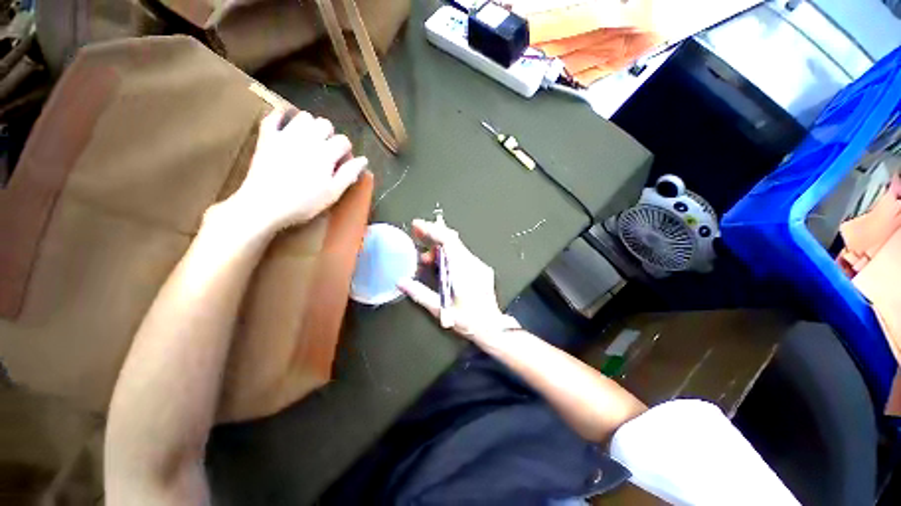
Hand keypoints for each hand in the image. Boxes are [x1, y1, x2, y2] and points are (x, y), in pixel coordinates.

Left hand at [213, 109, 367, 237]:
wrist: (264, 205)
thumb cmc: (304, 203)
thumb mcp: (333, 193)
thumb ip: (349, 174)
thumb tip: (364, 160)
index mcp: (326, 153)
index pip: (343, 141)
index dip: (346, 151)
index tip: (342, 163)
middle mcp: (308, 138)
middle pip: (325, 124)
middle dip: (330, 135)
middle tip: (327, 152)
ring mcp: (285, 135)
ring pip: (304, 116)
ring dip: (310, 125)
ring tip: (310, 140)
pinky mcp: (267, 138)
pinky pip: (273, 116)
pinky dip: (281, 115)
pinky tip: (286, 121)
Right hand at [398, 219, 518, 342]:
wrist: (493, 328)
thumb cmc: (468, 321)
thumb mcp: (440, 309)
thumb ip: (419, 294)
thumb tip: (402, 282)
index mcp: (462, 271)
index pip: (448, 241)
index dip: (432, 230)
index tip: (417, 226)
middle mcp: (472, 264)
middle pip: (452, 240)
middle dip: (433, 235)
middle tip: (417, 235)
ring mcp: (478, 266)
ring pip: (457, 247)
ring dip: (439, 248)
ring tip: (425, 259)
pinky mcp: (481, 270)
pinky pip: (462, 255)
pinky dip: (449, 254)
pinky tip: (441, 265)